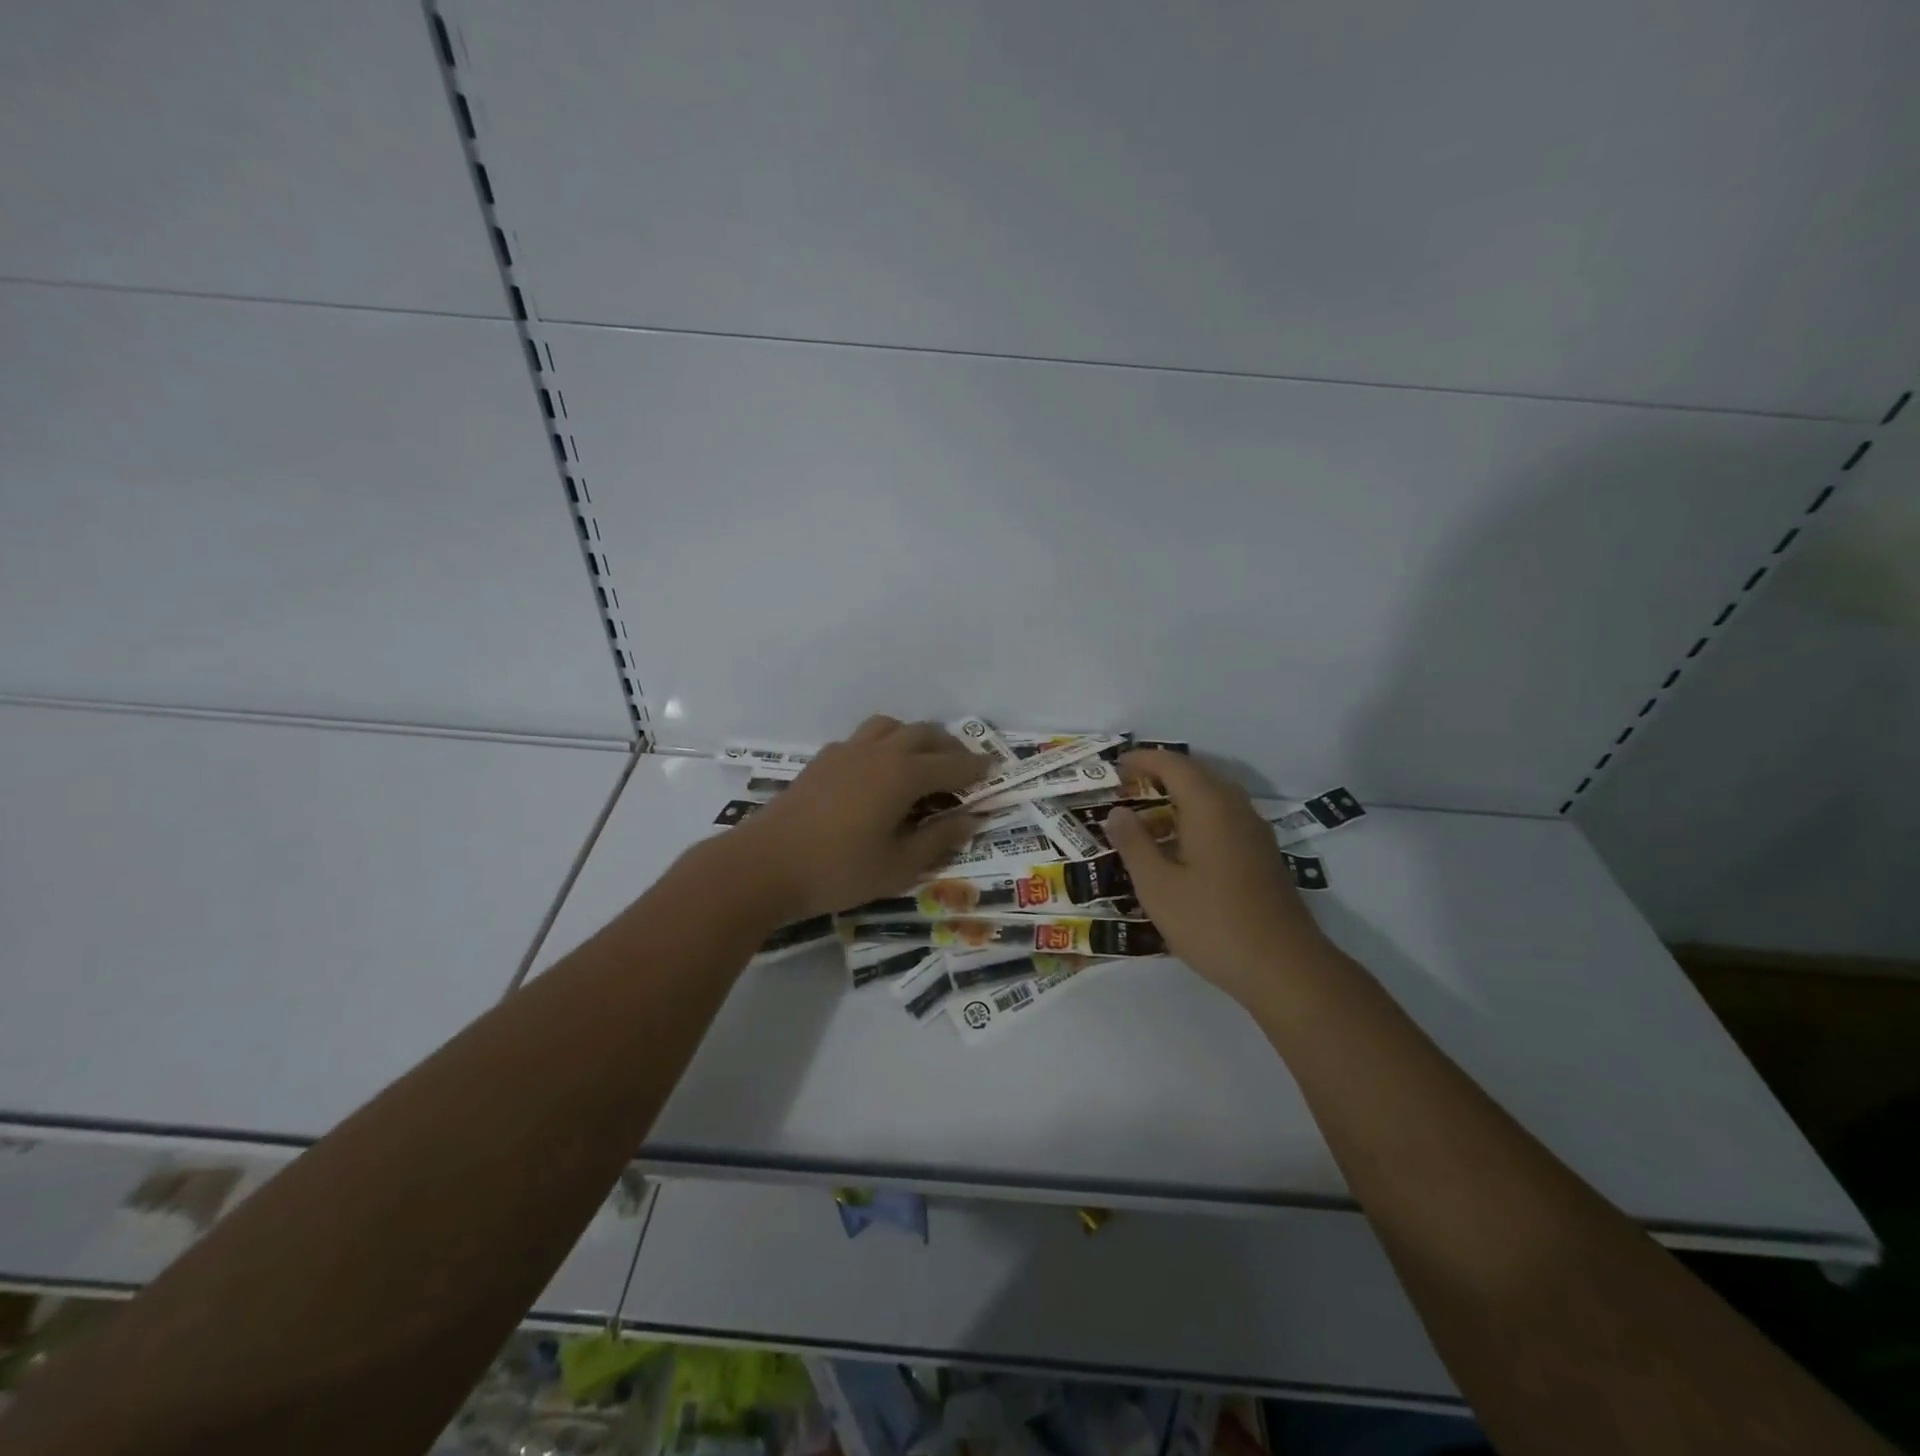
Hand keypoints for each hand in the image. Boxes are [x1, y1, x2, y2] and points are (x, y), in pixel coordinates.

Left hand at [729, 716, 986, 920]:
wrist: (765, 864)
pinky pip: (864, 738)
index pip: (952, 764)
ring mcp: (847, 751)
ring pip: (892, 727)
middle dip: (950, 748)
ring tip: (922, 762)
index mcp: (903, 774)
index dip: (977, 768)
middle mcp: (879, 751)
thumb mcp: (898, 866)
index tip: (995, 770)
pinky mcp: (823, 760)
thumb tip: (972, 819)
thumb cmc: (838, 870)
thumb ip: (939, 839)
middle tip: (964, 768)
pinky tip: (878, 772)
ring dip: (915, 738)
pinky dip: (884, 745)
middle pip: (924, 734)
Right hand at [1104, 750, 1326, 1003]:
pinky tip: (1183, 845)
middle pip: (1198, 774)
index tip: (1116, 766)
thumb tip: (1117, 812)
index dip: (1143, 760)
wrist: (1284, 967)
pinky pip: (1226, 818)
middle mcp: (1237, 809)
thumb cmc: (1212, 923)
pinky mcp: (1264, 855)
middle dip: (1162, 774)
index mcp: (1210, 807)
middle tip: (1128, 787)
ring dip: (1181, 795)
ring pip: (1215, 796)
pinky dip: (1199, 816)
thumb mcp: (1158, 886)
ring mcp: (1256, 832)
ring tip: (1150, 813)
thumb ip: (1134, 844)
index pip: (1174, 765)